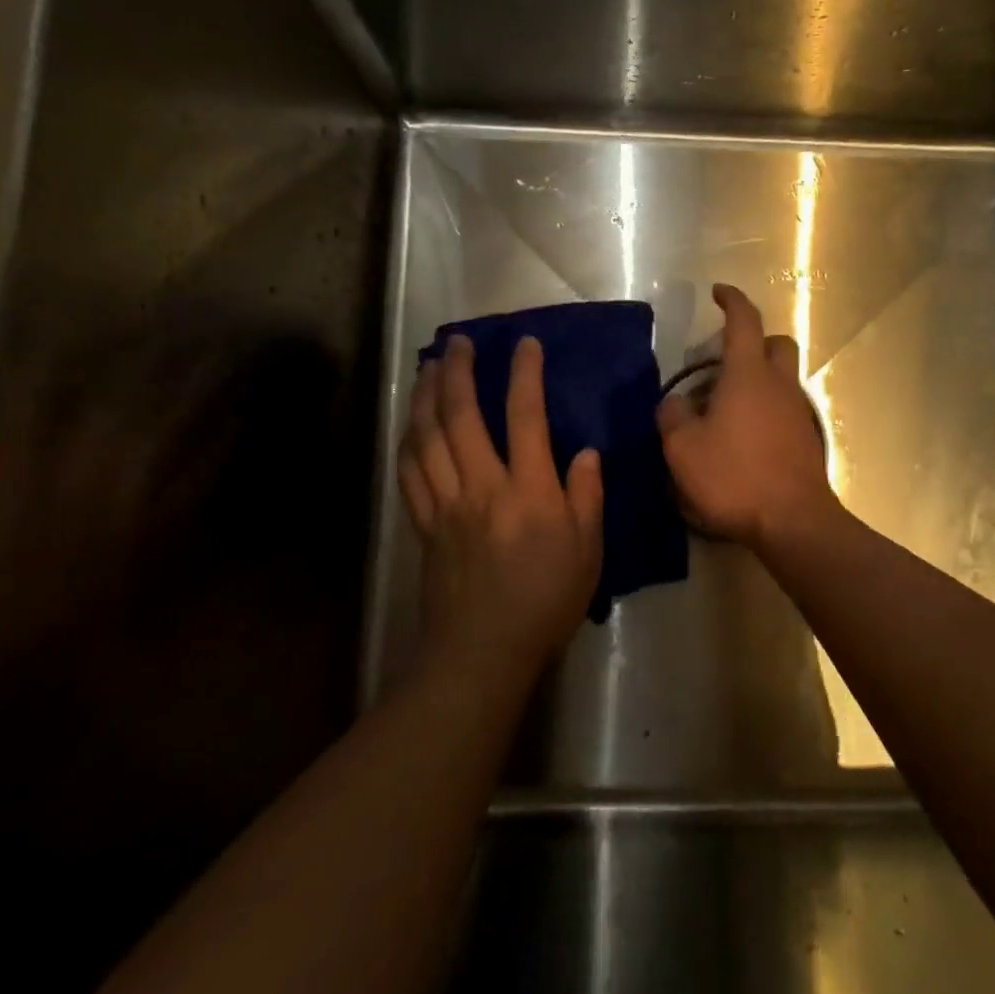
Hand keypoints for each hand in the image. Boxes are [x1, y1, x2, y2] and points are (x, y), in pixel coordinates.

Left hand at [398, 335, 603, 675]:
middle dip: (458, 372)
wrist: (483, 652)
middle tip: (458, 341)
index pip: (525, 417)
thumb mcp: (587, 551)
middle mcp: (482, 486)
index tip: (525, 344)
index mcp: (528, 491)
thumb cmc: (545, 601)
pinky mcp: (424, 524)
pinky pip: (409, 473)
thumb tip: (585, 454)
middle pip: (461, 416)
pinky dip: (407, 441)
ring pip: (427, 438)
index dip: (524, 374)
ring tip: (428, 367)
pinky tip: (409, 424)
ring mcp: (446, 504)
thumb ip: (586, 497)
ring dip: (425, 397)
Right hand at [657, 284, 839, 550]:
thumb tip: (676, 403)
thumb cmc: (734, 476)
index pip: (744, 321)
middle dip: (754, 341)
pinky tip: (742, 439)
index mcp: (748, 375)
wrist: (792, 521)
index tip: (718, 292)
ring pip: (781, 379)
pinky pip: (784, 410)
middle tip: (723, 362)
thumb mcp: (683, 448)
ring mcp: (797, 412)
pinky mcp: (806, 440)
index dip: (731, 300)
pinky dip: (765, 410)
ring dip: (757, 381)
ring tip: (723, 409)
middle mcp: (779, 385)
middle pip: (776, 344)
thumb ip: (673, 416)